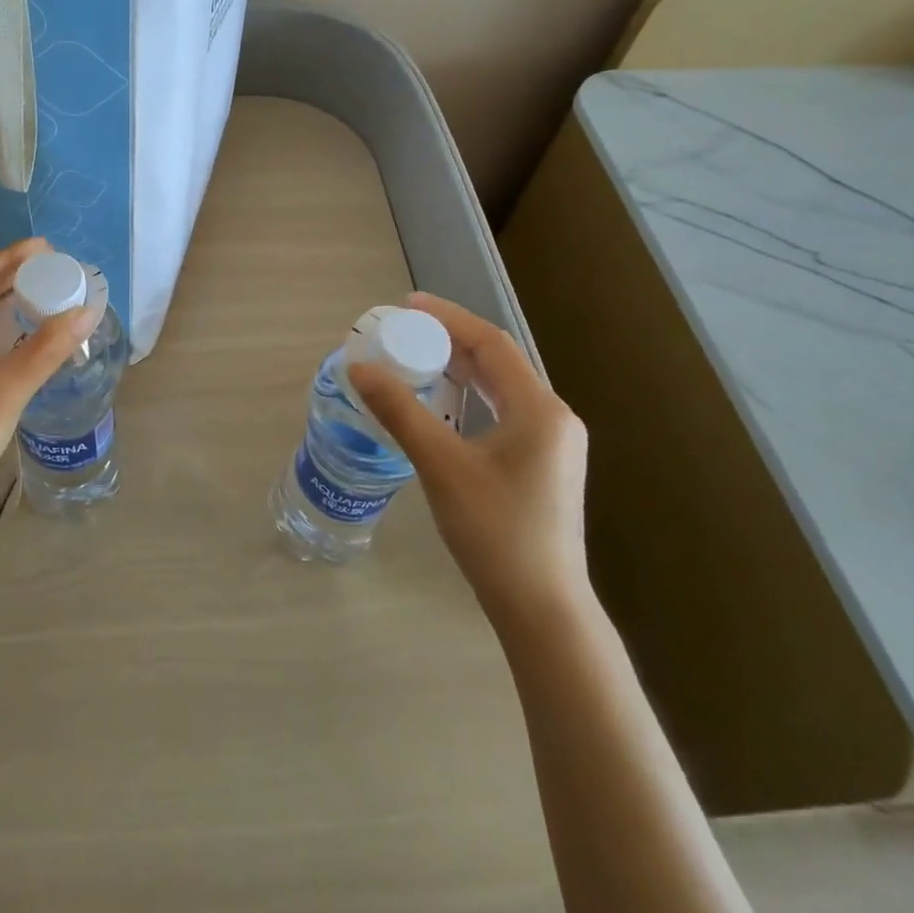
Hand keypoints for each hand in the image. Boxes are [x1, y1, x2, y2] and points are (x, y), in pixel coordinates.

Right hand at [349, 293, 590, 633]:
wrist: (541, 608)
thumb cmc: (495, 532)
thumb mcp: (441, 465)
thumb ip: (400, 411)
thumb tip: (359, 368)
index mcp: (539, 410)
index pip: (492, 344)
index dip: (449, 318)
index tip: (408, 304)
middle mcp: (553, 418)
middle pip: (498, 362)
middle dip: (450, 341)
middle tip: (405, 331)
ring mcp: (551, 443)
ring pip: (501, 388)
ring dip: (459, 369)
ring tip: (416, 359)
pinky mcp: (541, 464)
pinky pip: (502, 412)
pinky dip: (469, 397)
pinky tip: (442, 405)